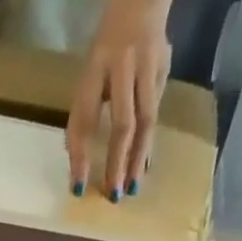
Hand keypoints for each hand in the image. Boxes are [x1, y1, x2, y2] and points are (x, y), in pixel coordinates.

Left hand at [67, 0, 171, 200]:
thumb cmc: (108, 45)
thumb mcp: (90, 72)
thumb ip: (84, 111)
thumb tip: (77, 160)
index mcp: (97, 65)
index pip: (85, 117)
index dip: (81, 155)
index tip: (78, 187)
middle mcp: (124, 65)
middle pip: (122, 123)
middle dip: (117, 162)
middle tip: (113, 195)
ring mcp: (149, 66)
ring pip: (146, 121)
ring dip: (138, 159)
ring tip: (132, 188)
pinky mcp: (165, 68)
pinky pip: (156, 113)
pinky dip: (148, 143)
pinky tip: (144, 166)